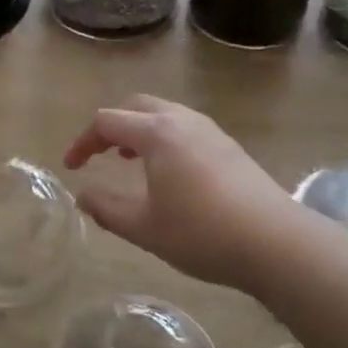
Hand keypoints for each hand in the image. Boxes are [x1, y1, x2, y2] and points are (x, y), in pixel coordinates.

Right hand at [63, 95, 291, 292]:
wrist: (276, 242)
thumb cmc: (202, 233)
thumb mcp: (145, 228)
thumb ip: (107, 209)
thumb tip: (83, 196)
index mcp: (156, 133)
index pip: (107, 121)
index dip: (83, 142)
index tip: (72, 168)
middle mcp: (182, 120)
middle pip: (136, 106)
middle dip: (111, 126)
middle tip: (100, 155)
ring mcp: (210, 130)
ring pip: (164, 113)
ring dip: (140, 129)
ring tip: (131, 160)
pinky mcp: (229, 145)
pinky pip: (185, 126)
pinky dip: (164, 137)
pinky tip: (169, 171)